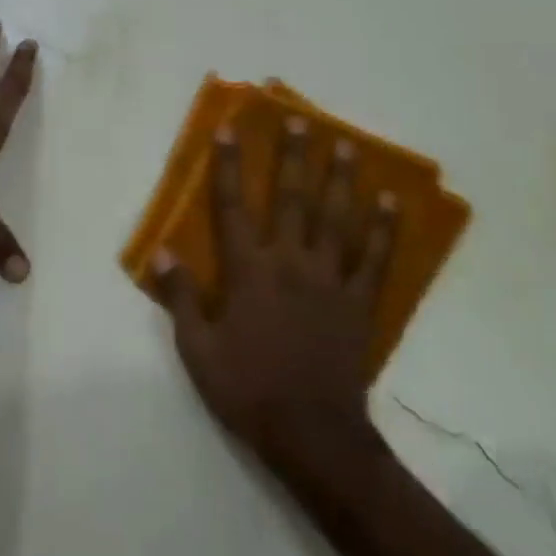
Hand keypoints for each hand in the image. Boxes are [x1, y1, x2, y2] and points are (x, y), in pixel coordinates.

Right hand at [153, 118, 397, 472]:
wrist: (312, 435)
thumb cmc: (247, 390)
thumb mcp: (198, 351)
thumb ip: (180, 299)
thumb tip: (164, 253)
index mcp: (248, 272)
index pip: (233, 207)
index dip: (229, 166)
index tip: (230, 129)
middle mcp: (290, 263)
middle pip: (291, 200)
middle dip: (292, 157)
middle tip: (300, 120)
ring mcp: (330, 281)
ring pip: (336, 219)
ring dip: (340, 179)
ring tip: (345, 144)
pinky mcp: (359, 303)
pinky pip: (375, 259)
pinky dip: (384, 229)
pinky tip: (391, 201)